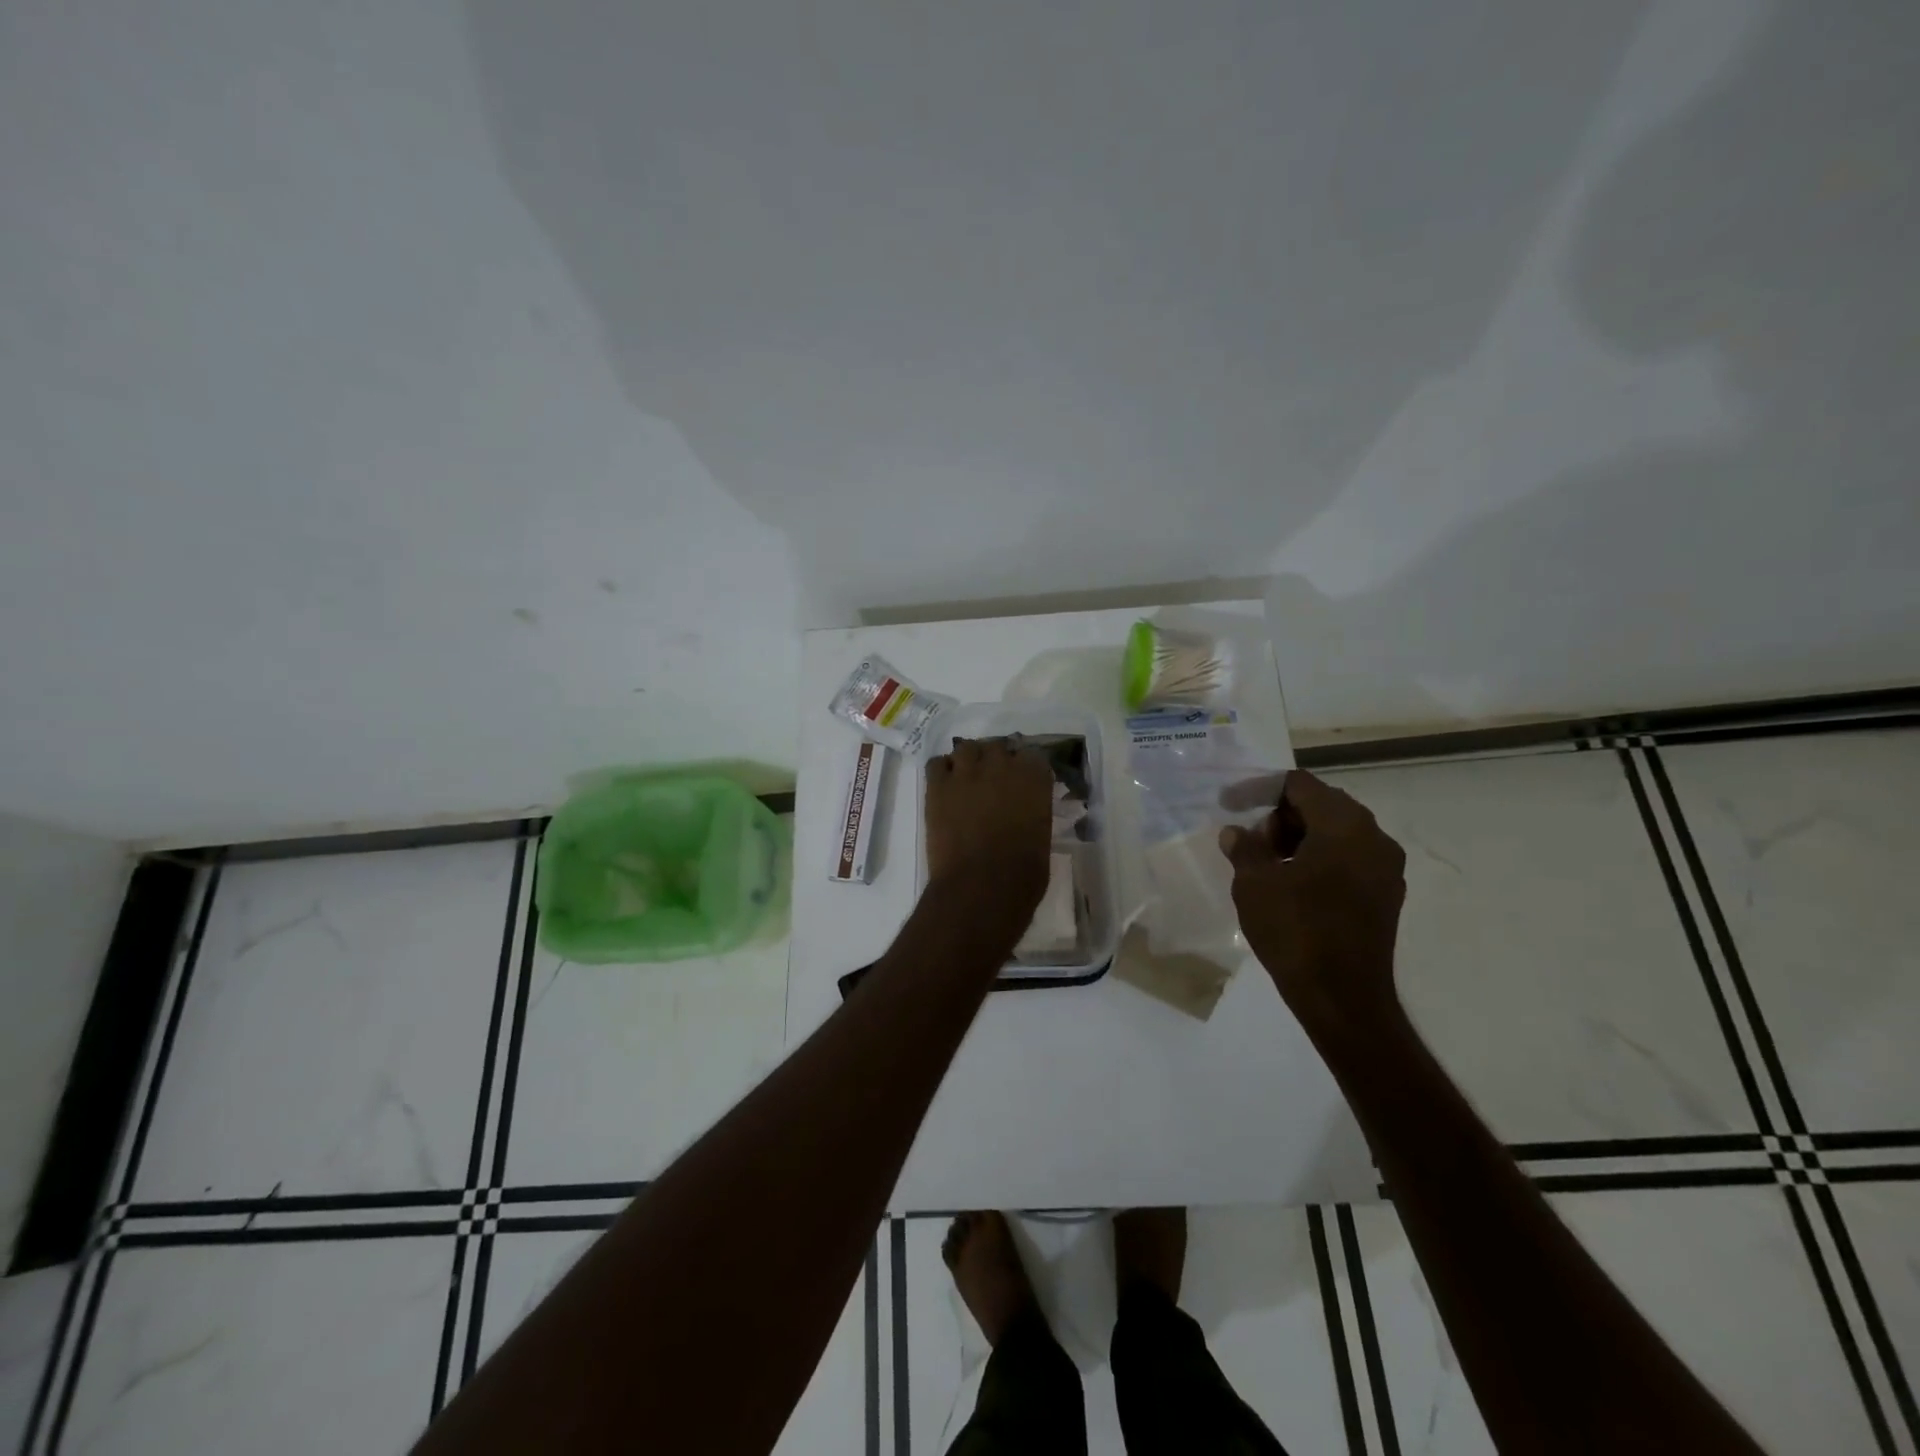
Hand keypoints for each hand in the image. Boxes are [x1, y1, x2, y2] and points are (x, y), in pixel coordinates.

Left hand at [924, 737, 1052, 914]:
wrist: (980, 887)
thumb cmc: (1023, 874)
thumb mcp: (1042, 837)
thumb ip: (1033, 812)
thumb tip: (1024, 812)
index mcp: (1033, 778)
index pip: (1033, 755)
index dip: (1026, 767)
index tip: (1024, 780)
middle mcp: (1001, 766)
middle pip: (998, 746)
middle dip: (996, 760)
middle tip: (994, 781)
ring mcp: (966, 773)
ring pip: (966, 748)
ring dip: (969, 760)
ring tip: (968, 779)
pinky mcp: (938, 786)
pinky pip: (937, 763)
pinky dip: (942, 770)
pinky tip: (946, 786)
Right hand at [1218, 770, 1406, 1037]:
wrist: (1342, 997)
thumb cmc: (1295, 930)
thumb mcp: (1255, 883)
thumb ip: (1244, 847)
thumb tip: (1237, 832)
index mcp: (1344, 824)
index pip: (1299, 785)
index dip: (1259, 789)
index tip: (1229, 803)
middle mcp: (1374, 837)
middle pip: (1322, 804)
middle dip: (1280, 815)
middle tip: (1249, 839)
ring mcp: (1385, 867)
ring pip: (1337, 832)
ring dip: (1299, 837)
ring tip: (1266, 862)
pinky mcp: (1386, 894)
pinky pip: (1349, 858)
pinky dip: (1319, 858)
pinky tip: (1292, 882)